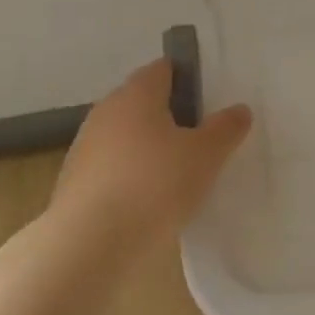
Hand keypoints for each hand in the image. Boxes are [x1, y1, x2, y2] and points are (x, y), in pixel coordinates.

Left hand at [51, 59, 253, 242]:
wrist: (88, 244)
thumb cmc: (154, 186)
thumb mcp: (205, 156)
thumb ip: (225, 129)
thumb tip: (239, 109)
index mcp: (136, 93)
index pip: (164, 69)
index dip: (188, 79)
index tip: (210, 102)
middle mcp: (106, 110)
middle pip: (143, 102)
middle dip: (170, 116)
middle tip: (201, 140)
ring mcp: (86, 146)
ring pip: (126, 136)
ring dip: (149, 149)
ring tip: (178, 175)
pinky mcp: (75, 181)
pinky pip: (112, 167)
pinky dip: (131, 176)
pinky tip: (148, 202)